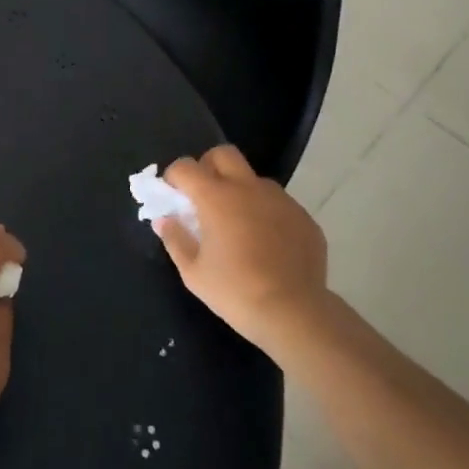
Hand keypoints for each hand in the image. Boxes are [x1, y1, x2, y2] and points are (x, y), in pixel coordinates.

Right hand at [153, 145, 330, 357]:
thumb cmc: (235, 292)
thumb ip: (175, 240)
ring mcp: (280, 199)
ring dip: (240, 191)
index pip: (186, 167)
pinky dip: (266, 214)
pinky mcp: (303, 216)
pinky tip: (267, 244)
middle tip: (204, 196)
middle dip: (208, 166)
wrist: (294, 313)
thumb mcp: (193, 272)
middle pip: (223, 154)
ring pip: (254, 179)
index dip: (174, 177)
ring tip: (239, 226)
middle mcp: (249, 188)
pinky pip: (278, 204)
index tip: (173, 195)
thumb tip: (165, 220)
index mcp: (216, 197)